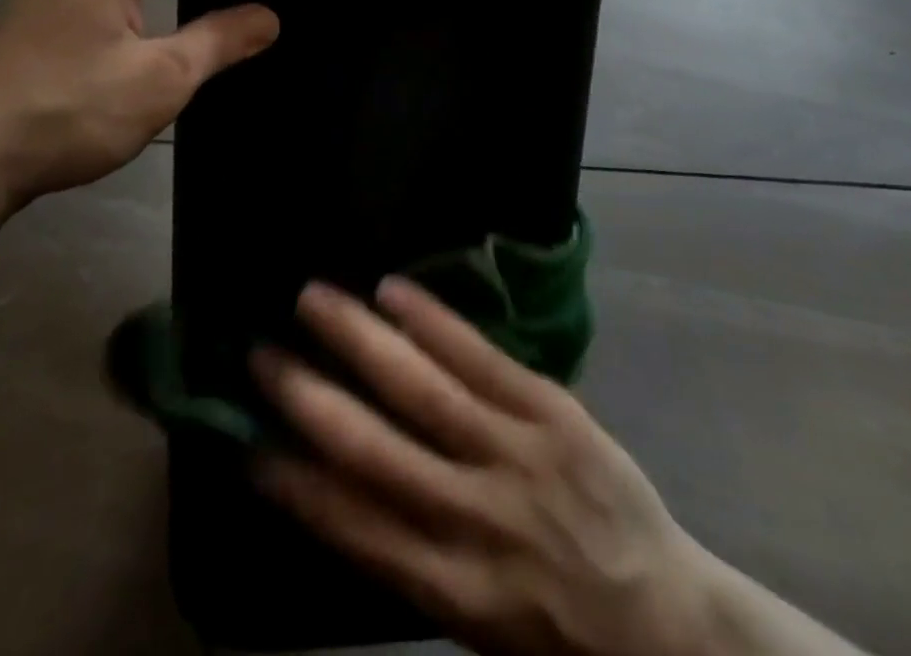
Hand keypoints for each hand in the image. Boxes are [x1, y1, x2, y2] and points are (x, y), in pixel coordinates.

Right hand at [250, 279, 724, 655]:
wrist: (666, 619)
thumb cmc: (557, 632)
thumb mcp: (475, 622)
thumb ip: (410, 554)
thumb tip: (338, 483)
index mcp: (449, 586)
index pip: (351, 525)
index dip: (291, 481)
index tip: (244, 439)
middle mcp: (473, 517)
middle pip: (373, 449)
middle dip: (307, 396)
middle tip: (259, 353)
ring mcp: (515, 454)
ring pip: (422, 387)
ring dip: (359, 338)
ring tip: (312, 297)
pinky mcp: (551, 410)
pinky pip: (481, 356)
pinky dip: (431, 320)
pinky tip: (391, 289)